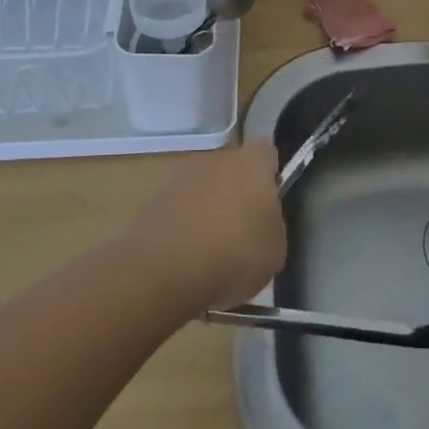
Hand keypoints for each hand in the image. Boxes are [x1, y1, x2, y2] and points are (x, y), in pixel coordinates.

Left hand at [129, 141, 285, 309]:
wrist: (162, 274)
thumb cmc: (234, 255)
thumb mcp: (276, 249)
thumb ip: (273, 226)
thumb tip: (262, 225)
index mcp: (251, 162)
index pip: (268, 154)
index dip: (272, 176)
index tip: (273, 204)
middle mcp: (215, 160)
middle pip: (233, 170)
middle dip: (239, 193)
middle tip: (245, 229)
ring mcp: (180, 179)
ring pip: (204, 190)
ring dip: (210, 210)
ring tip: (215, 251)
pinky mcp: (152, 204)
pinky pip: (180, 211)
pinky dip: (185, 228)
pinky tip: (189, 259)